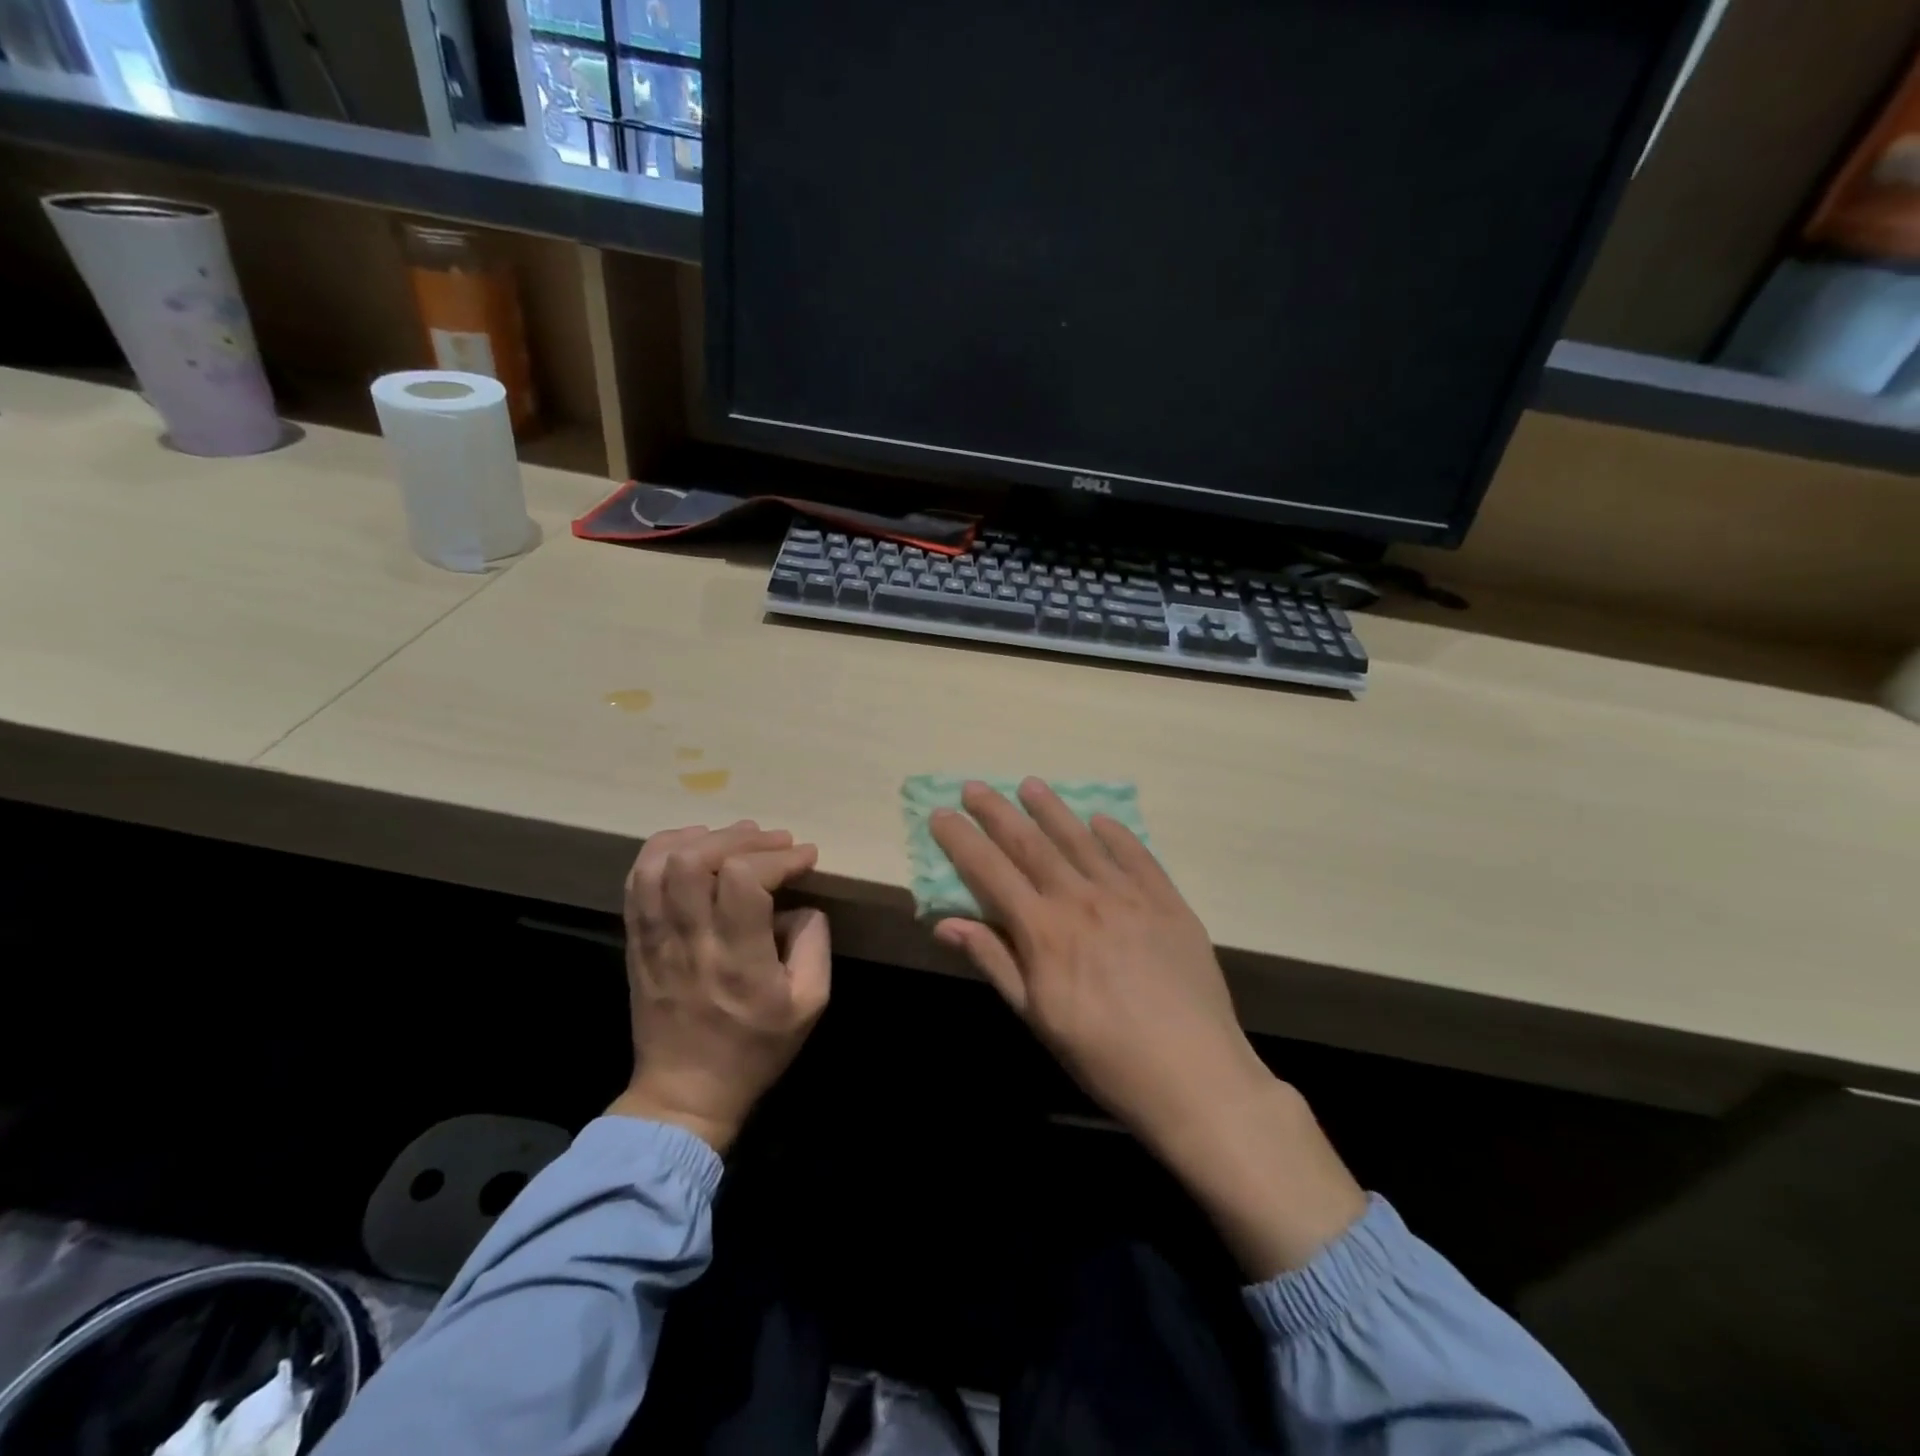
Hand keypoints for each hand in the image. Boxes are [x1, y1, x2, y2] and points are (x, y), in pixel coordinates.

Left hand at [608, 821, 830, 1153]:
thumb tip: (801, 904)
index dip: (778, 857)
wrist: (685, 1094)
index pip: (744, 880)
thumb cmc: (755, 1049)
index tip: (805, 857)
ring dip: (700, 838)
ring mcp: (655, 940)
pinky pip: (636, 883)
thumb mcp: (810, 1003)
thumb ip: (815, 944)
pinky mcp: (637, 942)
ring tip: (733, 839)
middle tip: (772, 841)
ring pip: (658, 865)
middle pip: (696, 861)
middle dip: (740, 838)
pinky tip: (692, 848)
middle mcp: (691, 942)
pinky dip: (662, 851)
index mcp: (738, 960)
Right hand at [930, 780, 1364, 1276]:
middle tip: (975, 786)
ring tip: (1031, 785)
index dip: (962, 840)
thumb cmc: (1103, 1056)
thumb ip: (994, 961)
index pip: (990, 871)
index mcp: (1044, 930)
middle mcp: (1082, 899)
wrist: (1194, 1074)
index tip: (940, 814)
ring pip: (1081, 840)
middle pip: (1031, 844)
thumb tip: (945, 922)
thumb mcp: (1037, 1017)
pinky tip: (1100, 820)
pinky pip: (1136, 855)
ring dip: (1052, 810)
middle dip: (998, 812)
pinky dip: (1115, 833)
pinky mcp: (1167, 901)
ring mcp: (1129, 895)